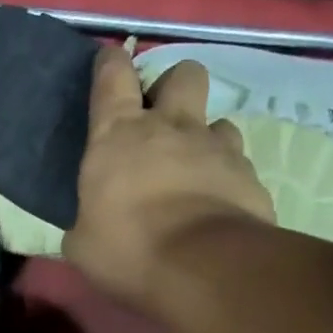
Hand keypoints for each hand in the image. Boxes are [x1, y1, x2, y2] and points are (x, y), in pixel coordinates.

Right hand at [63, 45, 274, 308]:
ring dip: (205, 140)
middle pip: (183, 74)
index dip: (111, 64)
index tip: (110, 63)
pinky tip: (216, 206)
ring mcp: (217, 148)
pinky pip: (238, 165)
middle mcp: (172, 127)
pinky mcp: (250, 177)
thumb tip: (88, 226)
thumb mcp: (83, 243)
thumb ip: (86, 221)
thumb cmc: (127, 249)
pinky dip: (226, 180)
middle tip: (163, 120)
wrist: (203, 268)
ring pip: (218, 121)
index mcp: (119, 134)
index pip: (113, 76)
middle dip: (174, 87)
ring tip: (194, 171)